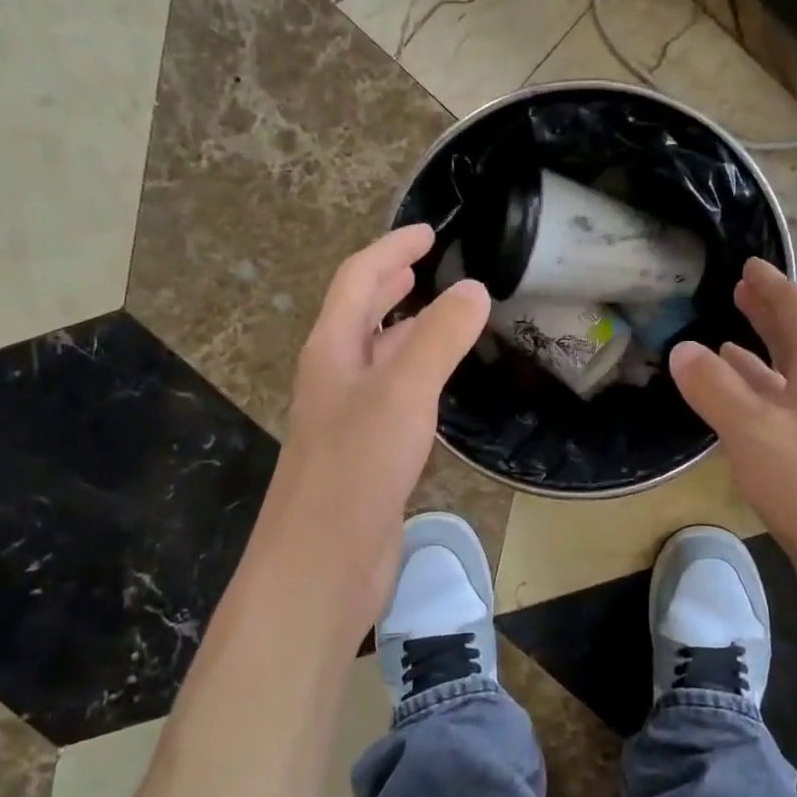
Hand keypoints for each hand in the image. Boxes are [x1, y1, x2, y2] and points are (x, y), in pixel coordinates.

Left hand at [243, 225, 489, 642]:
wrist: (320, 564)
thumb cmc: (355, 468)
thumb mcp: (402, 392)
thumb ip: (439, 338)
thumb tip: (475, 289)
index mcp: (332, 350)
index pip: (357, 280)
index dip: (391, 250)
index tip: (428, 232)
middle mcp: (335, 376)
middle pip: (360, 314)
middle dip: (390, 283)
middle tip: (426, 265)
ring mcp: (348, 417)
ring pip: (378, 356)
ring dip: (404, 328)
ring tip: (441, 313)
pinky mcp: (366, 453)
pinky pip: (392, 395)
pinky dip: (415, 373)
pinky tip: (437, 384)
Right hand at [670, 257, 796, 637]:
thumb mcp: (753, 430)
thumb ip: (713, 387)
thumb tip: (681, 349)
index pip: (796, 308)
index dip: (770, 284)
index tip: (749, 263)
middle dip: (768, 314)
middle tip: (740, 291)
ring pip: (790, 376)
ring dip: (760, 357)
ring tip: (727, 343)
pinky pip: (786, 410)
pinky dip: (760, 398)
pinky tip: (740, 407)